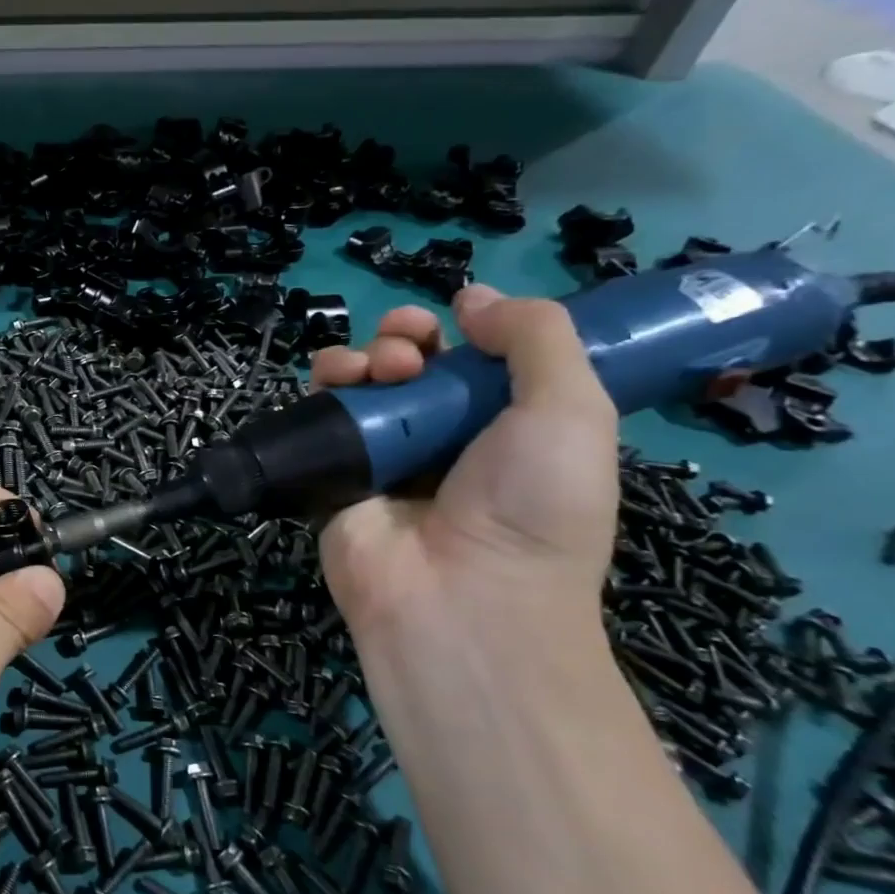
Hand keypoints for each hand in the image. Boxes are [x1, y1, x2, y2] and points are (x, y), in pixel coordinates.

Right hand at [311, 285, 618, 653]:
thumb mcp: (572, 410)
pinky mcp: (335, 469)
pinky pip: (322, 414)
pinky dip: (326, 384)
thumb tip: (474, 297)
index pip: (475, 360)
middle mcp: (443, 436)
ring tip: (377, 370)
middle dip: (406, 336)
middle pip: (412, 363)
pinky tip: (336, 380)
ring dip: (365, 354)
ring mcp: (385, 454)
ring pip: (363, 381)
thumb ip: (537, 337)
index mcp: (507, 426)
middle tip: (410, 350)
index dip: (466, 329)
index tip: (459, 318)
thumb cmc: (532, 505)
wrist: (459, 597)